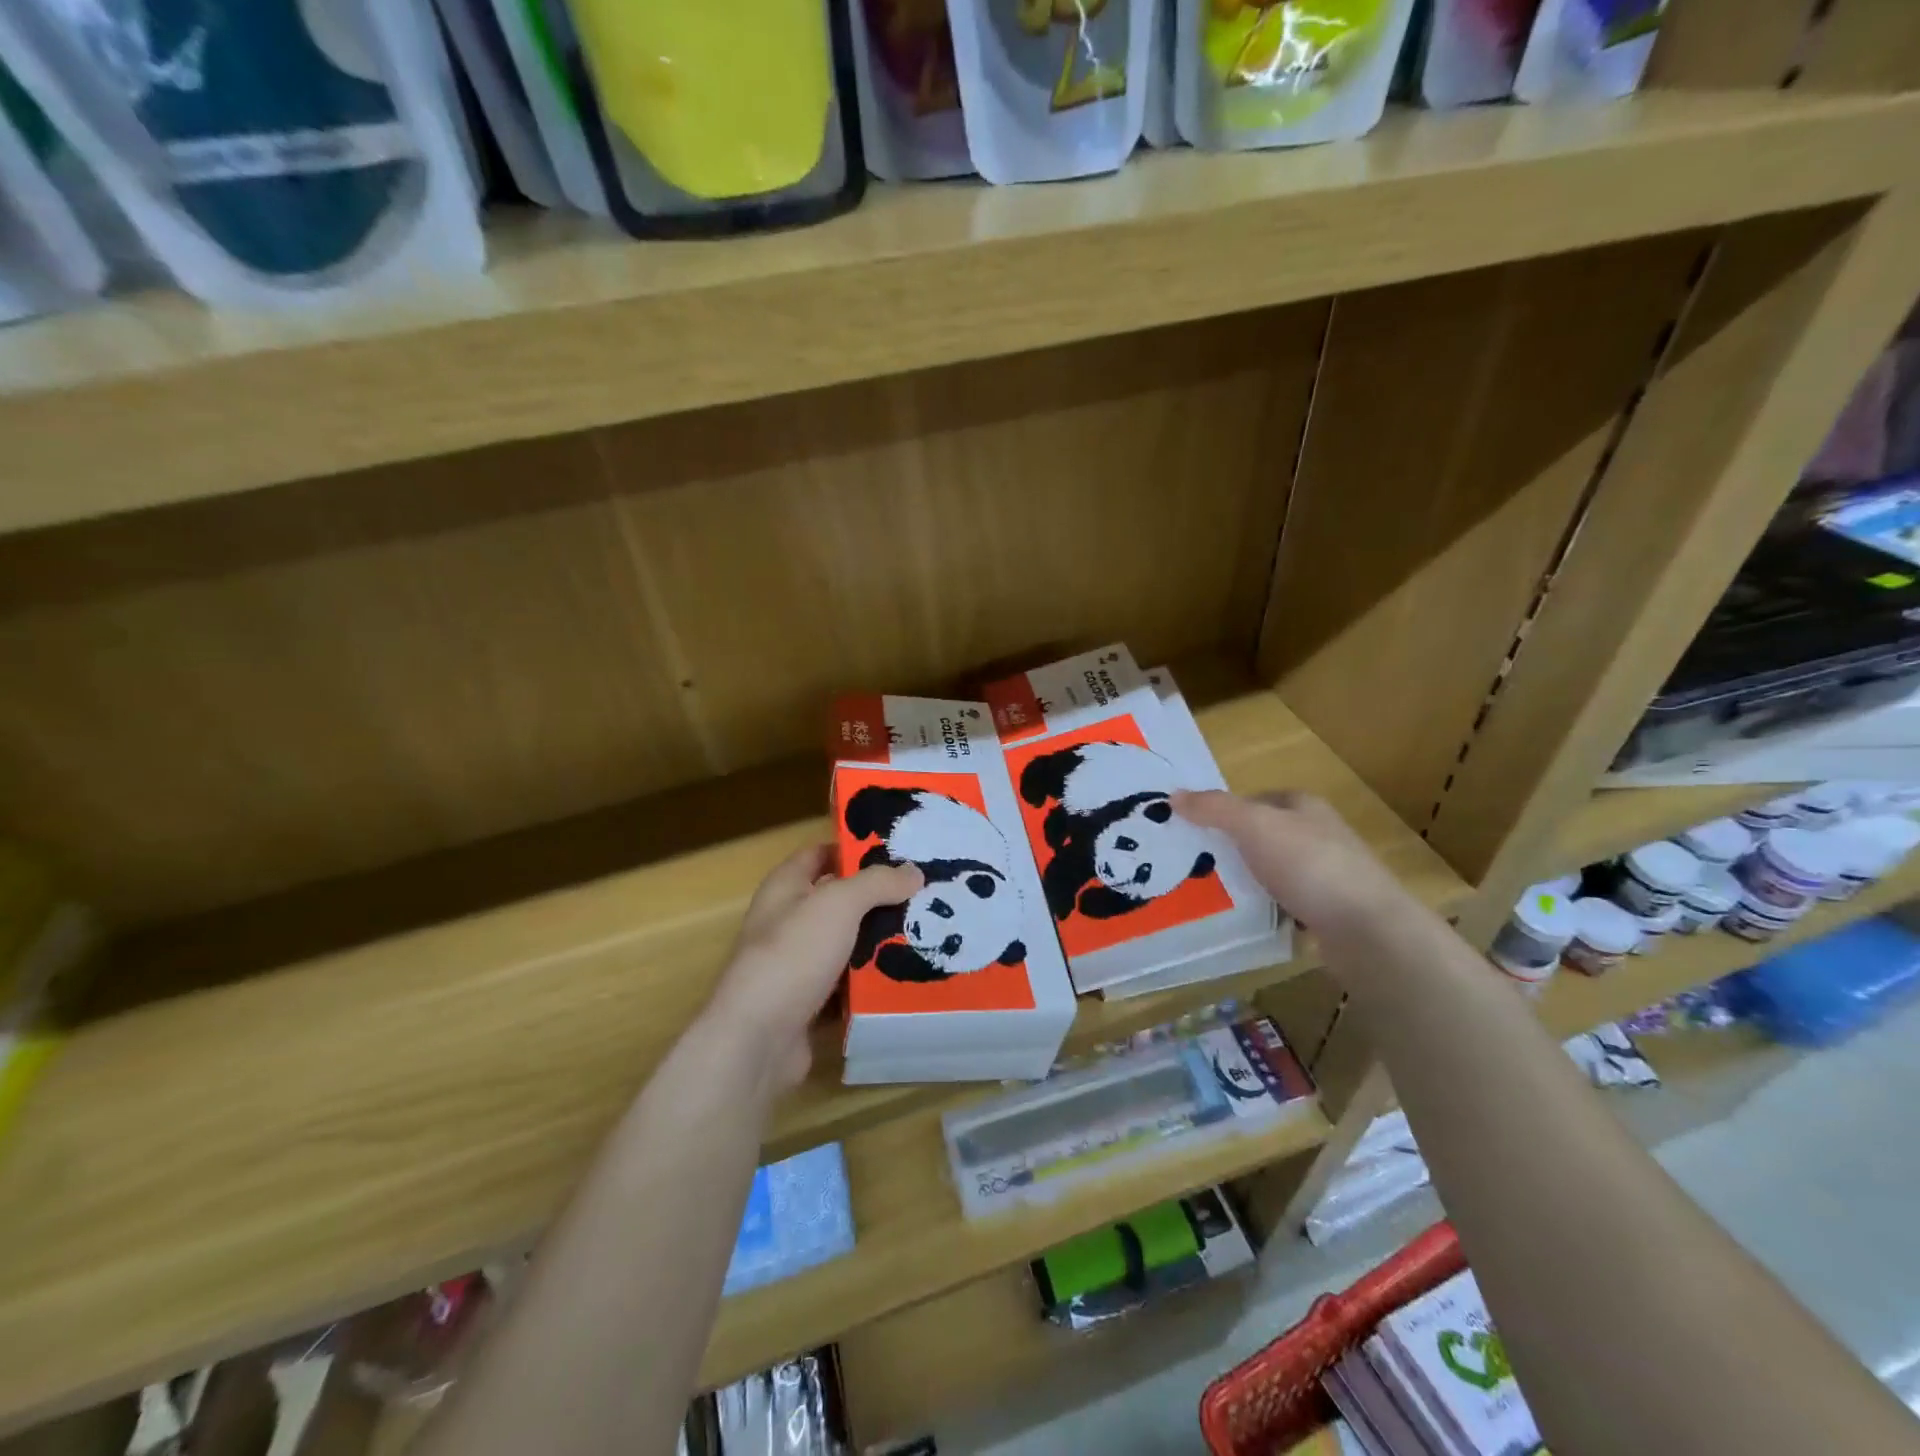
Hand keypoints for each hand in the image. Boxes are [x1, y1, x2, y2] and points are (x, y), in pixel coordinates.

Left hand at [706, 844, 921, 1097]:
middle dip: (879, 899)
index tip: (899, 852)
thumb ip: (877, 883)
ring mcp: (798, 965)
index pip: (821, 854)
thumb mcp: (838, 904)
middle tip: (925, 896)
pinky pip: (849, 986)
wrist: (758, 1039)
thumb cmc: (793, 955)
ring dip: (880, 943)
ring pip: (848, 945)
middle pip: (840, 902)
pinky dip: (873, 984)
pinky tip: (908, 978)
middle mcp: (788, 921)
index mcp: (786, 887)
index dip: (855, 850)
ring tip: (927, 934)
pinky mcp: (810, 1003)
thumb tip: (914, 871)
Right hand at [1173, 789, 1407, 936]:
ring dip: (1248, 882)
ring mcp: (1328, 875)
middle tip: (1195, 864)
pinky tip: (1247, 921)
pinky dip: (1266, 911)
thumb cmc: (1310, 865)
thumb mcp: (1254, 826)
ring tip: (1212, 895)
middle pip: (1264, 836)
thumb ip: (1214, 809)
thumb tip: (1173, 795)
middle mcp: (1319, 835)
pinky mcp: (1330, 912)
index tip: (1194, 830)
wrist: (1367, 930)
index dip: (1225, 811)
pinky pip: (1286, 905)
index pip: (1256, 799)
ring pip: (1274, 872)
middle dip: (1232, 848)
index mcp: (1305, 807)